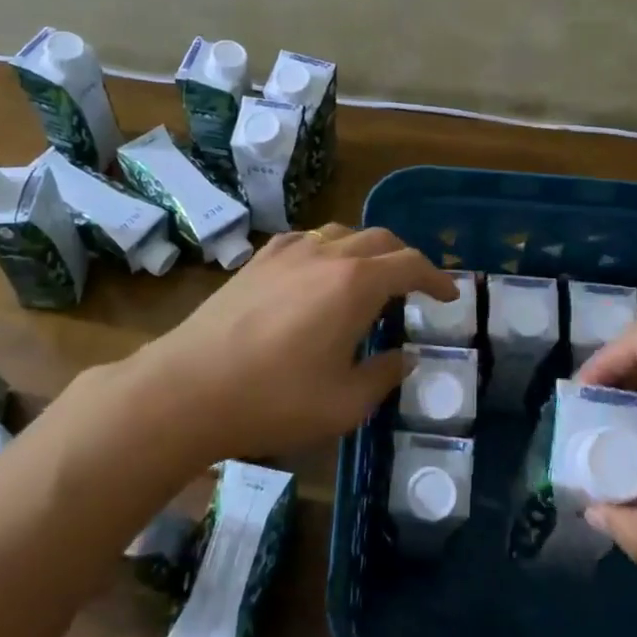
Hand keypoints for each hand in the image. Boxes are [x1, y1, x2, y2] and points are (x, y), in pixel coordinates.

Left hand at [83, 224, 454, 468]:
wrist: (188, 388)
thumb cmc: (275, 399)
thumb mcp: (345, 403)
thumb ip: (384, 375)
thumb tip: (405, 358)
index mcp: (357, 283)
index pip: (411, 264)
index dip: (437, 278)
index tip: (449, 295)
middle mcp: (327, 254)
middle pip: (381, 239)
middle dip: (406, 259)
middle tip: (416, 287)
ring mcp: (288, 252)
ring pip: (342, 233)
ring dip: (367, 251)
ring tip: (371, 278)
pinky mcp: (257, 261)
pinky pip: (307, 239)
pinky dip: (329, 250)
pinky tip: (319, 274)